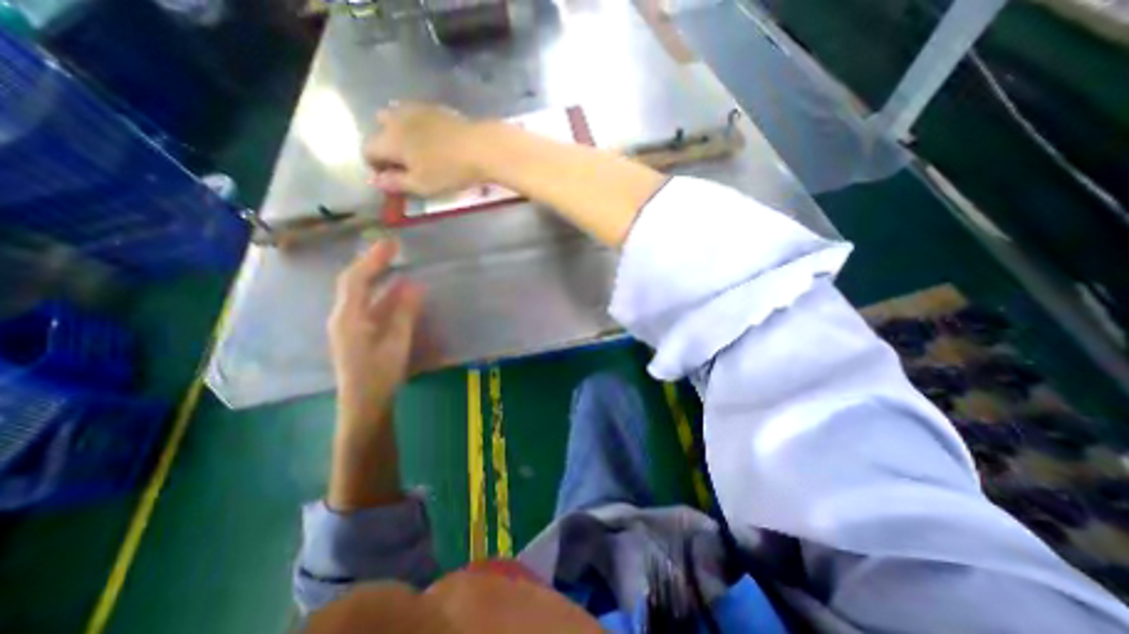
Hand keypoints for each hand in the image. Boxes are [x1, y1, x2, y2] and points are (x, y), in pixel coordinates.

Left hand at [327, 238, 422, 434]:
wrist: (364, 405)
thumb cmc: (379, 374)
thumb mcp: (396, 341)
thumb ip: (404, 312)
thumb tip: (415, 285)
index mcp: (348, 316)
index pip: (356, 279)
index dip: (373, 259)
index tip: (392, 243)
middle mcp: (344, 317)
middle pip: (355, 283)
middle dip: (373, 264)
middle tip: (394, 250)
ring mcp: (349, 326)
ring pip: (363, 295)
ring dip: (379, 280)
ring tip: (398, 266)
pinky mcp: (358, 334)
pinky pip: (370, 307)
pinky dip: (384, 297)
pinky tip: (398, 295)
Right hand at [365, 101, 481, 194]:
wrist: (481, 148)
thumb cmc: (449, 171)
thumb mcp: (421, 185)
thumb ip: (395, 183)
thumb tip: (375, 181)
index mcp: (388, 139)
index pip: (368, 151)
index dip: (375, 168)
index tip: (392, 180)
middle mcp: (396, 118)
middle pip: (380, 131)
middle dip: (387, 148)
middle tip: (405, 166)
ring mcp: (417, 109)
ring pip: (398, 119)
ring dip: (402, 135)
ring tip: (419, 153)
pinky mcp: (436, 108)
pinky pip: (418, 116)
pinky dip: (418, 129)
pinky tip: (435, 142)